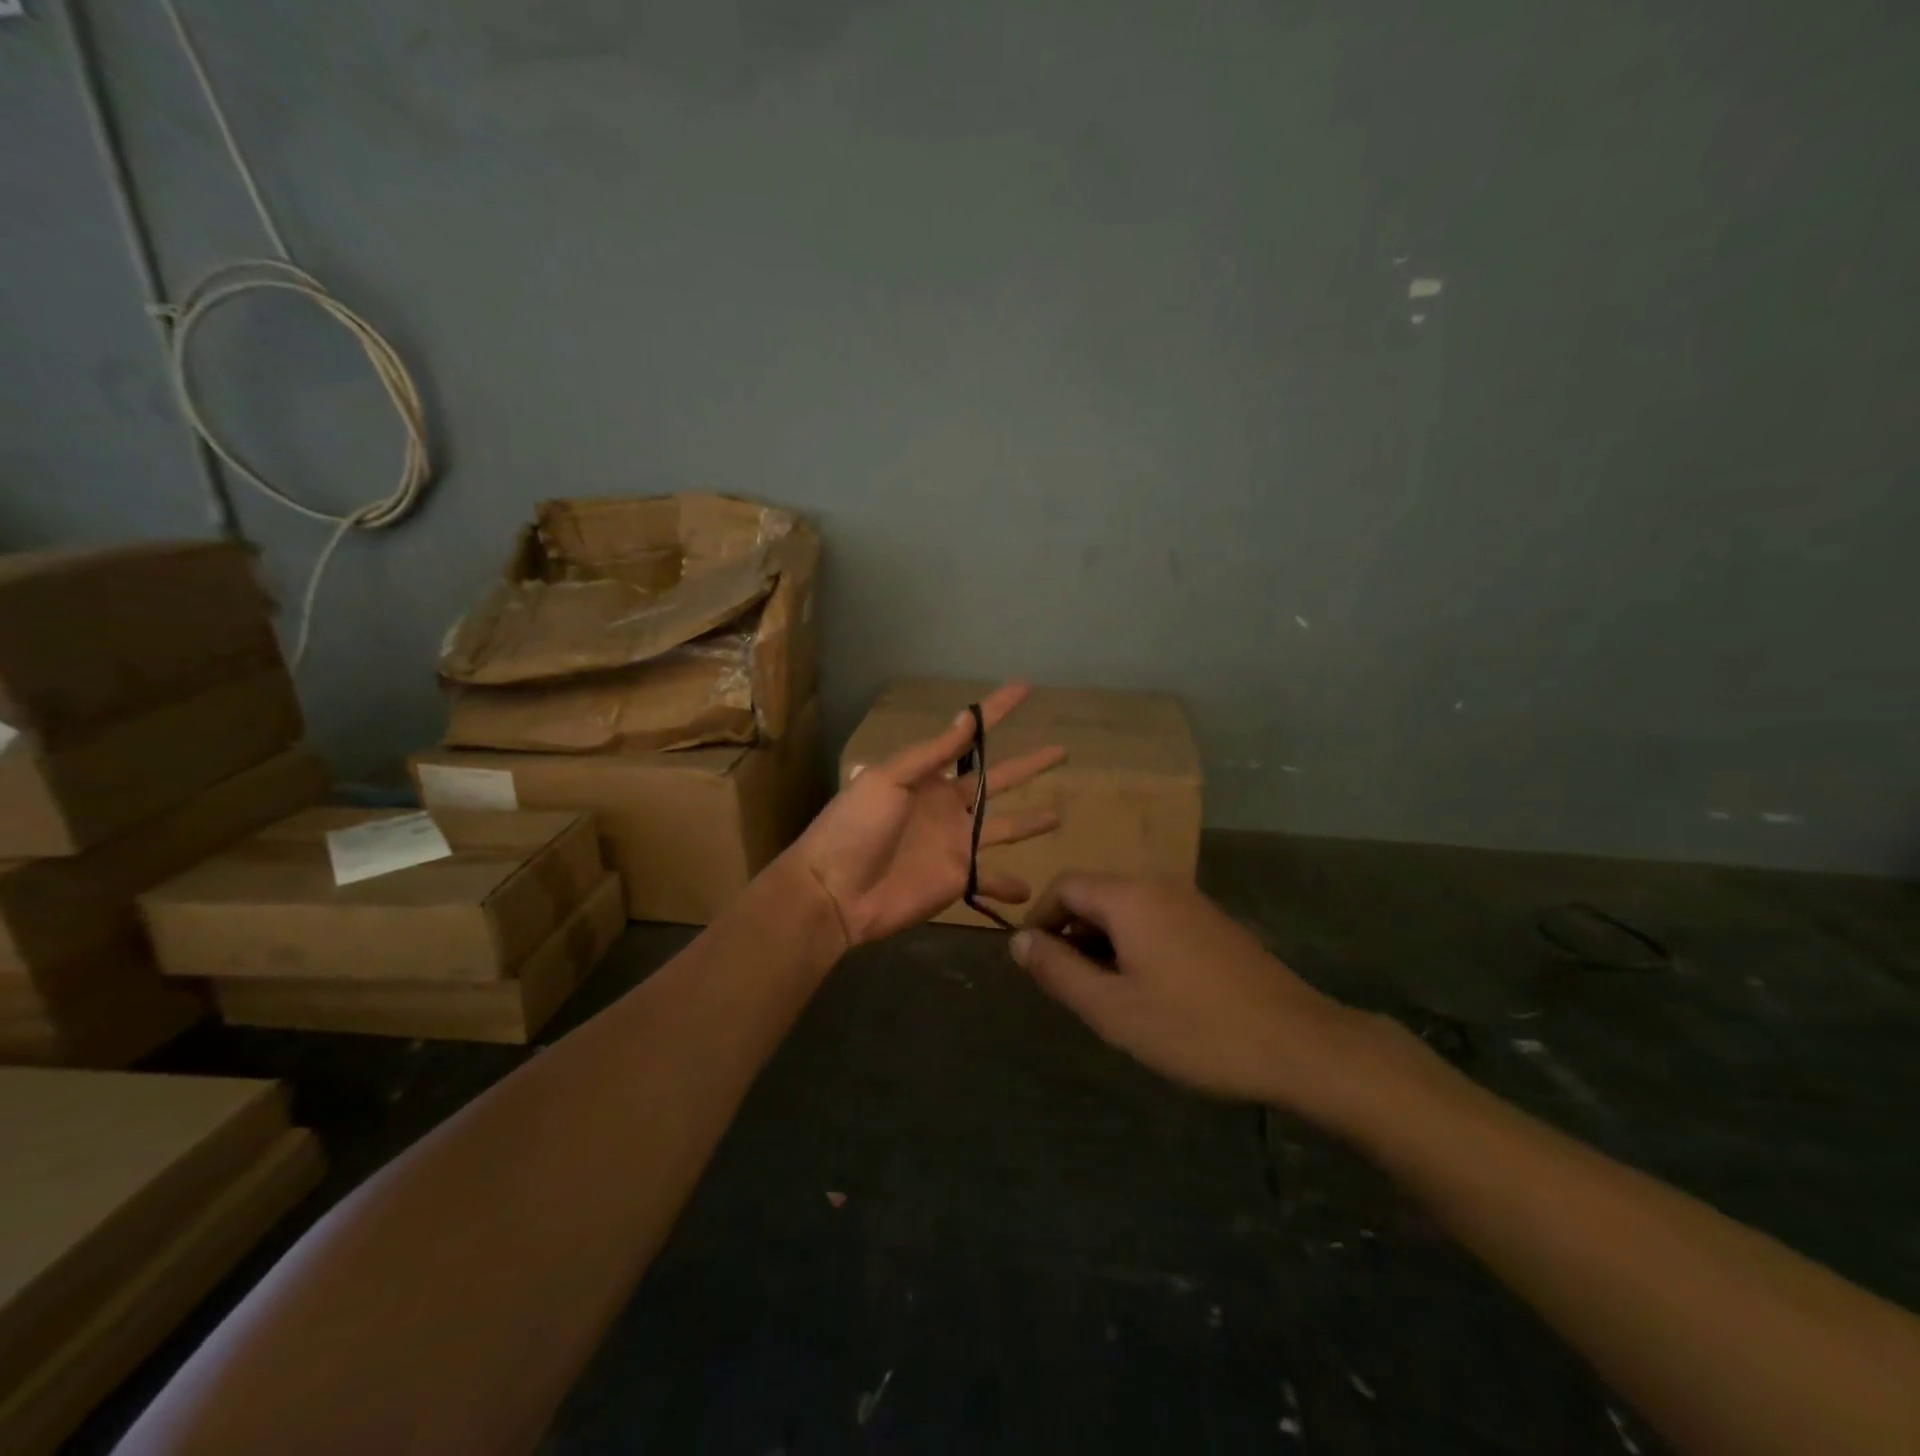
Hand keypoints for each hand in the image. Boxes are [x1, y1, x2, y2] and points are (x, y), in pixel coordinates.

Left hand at [789, 681, 1065, 946]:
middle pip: (998, 781)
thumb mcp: (888, 779)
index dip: (995, 713)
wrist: (835, 891)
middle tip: (1060, 751)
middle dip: (1028, 766)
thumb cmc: (855, 827)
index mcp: (928, 777)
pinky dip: (1009, 885)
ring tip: (1058, 816)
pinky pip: (991, 880)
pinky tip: (1030, 890)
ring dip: (1030, 823)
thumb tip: (967, 717)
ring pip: (1004, 827)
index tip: (1024, 689)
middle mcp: (948, 806)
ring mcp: (956, 844)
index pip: (969, 738)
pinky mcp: (958, 879)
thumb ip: (931, 754)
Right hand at [1010, 874, 1379, 1115]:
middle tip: (1070, 988)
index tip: (1033, 964)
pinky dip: (1134, 945)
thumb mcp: (1112, 1008)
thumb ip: (1058, 970)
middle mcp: (1159, 886)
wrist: (1299, 1044)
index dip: (1039, 919)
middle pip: (1096, 895)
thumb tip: (1018, 940)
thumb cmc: (1194, 1028)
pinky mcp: (1214, 924)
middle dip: (1071, 934)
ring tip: (1107, 996)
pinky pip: (1156, 921)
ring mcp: (1192, 903)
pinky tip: (1149, 991)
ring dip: (1103, 943)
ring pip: (1127, 910)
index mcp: (1130, 897)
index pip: (1065, 886)